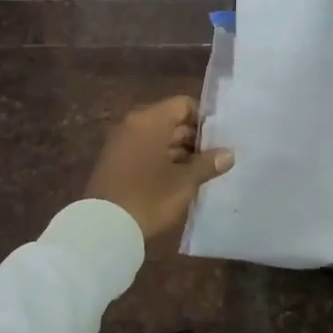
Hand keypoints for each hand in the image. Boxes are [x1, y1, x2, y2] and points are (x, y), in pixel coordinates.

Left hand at [84, 96, 233, 244]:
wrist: (103, 227)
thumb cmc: (149, 197)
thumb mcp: (184, 182)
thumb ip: (208, 163)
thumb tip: (229, 153)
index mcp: (150, 120)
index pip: (184, 105)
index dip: (203, 120)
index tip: (219, 140)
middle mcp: (134, 124)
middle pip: (171, 121)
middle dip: (193, 139)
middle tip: (215, 158)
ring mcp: (122, 143)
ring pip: (158, 138)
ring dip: (179, 152)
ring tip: (202, 172)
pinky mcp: (115, 162)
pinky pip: (145, 151)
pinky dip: (162, 161)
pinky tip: (179, 180)